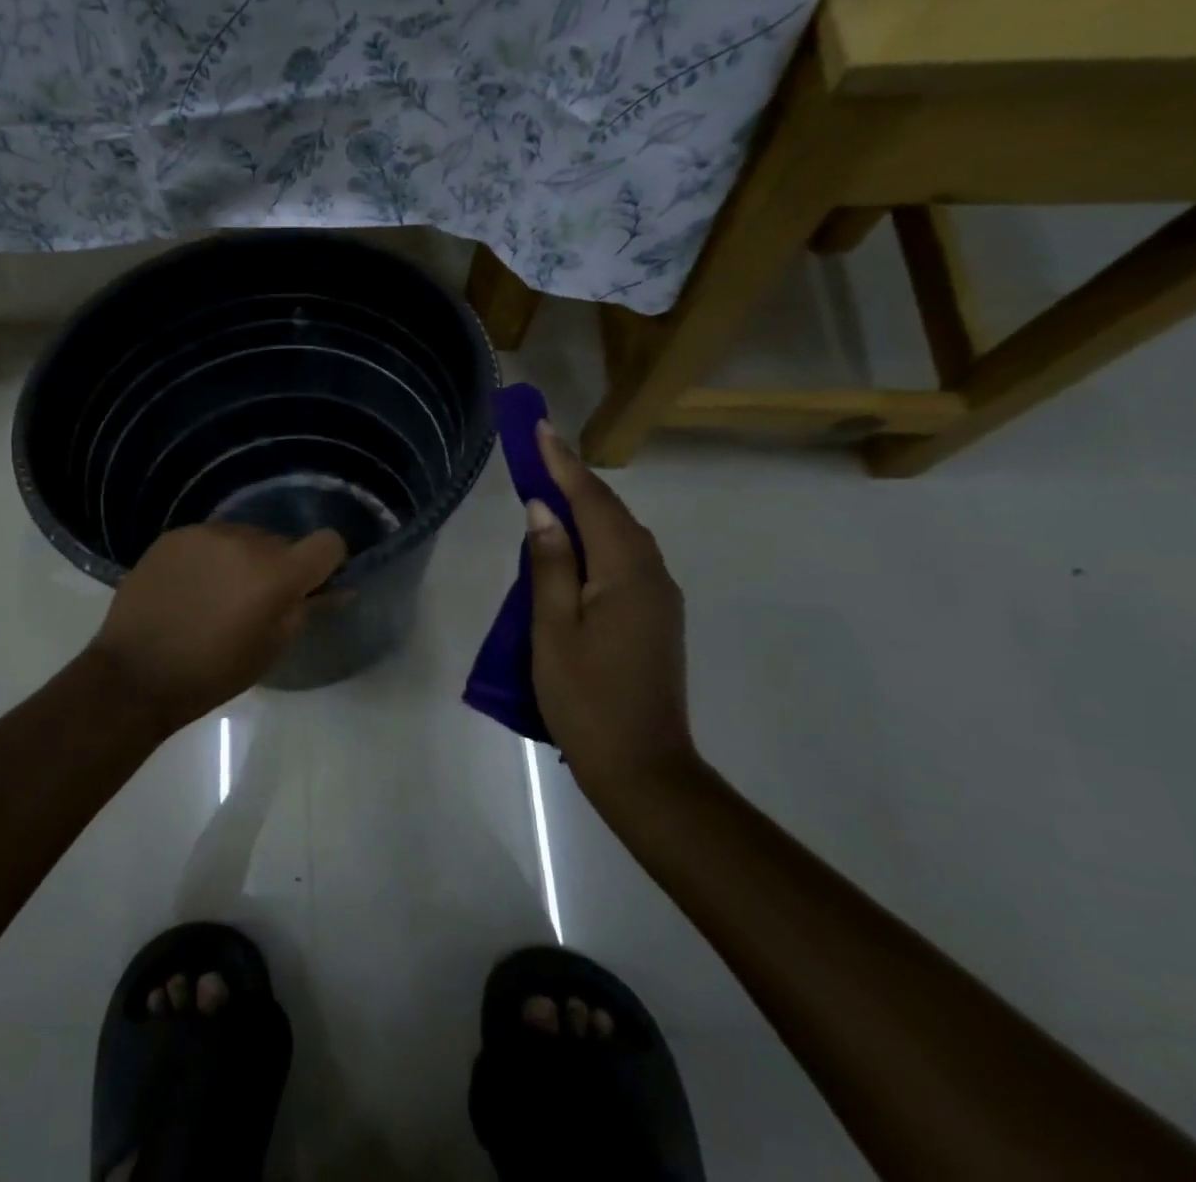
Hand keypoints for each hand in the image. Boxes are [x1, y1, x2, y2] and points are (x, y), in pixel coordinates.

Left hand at [88, 522, 347, 730]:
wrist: (135, 673)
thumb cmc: (212, 672)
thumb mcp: (270, 649)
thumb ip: (307, 611)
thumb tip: (338, 589)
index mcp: (276, 572)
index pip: (327, 543)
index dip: (326, 563)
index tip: (310, 586)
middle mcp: (245, 540)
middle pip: (281, 542)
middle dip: (277, 567)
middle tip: (255, 603)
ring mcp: (206, 533)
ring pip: (244, 538)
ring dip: (242, 560)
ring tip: (216, 596)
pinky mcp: (174, 535)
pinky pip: (209, 539)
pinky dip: (210, 558)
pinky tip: (189, 588)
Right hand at [525, 421, 695, 805]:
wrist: (643, 767)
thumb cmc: (586, 699)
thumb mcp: (553, 631)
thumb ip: (550, 565)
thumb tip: (543, 509)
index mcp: (627, 574)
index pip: (592, 502)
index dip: (562, 464)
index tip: (539, 429)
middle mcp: (652, 575)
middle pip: (611, 512)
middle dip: (574, 477)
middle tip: (537, 451)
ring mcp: (659, 597)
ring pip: (621, 535)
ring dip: (586, 506)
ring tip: (548, 486)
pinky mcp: (655, 616)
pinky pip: (624, 558)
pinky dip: (597, 536)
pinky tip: (573, 541)